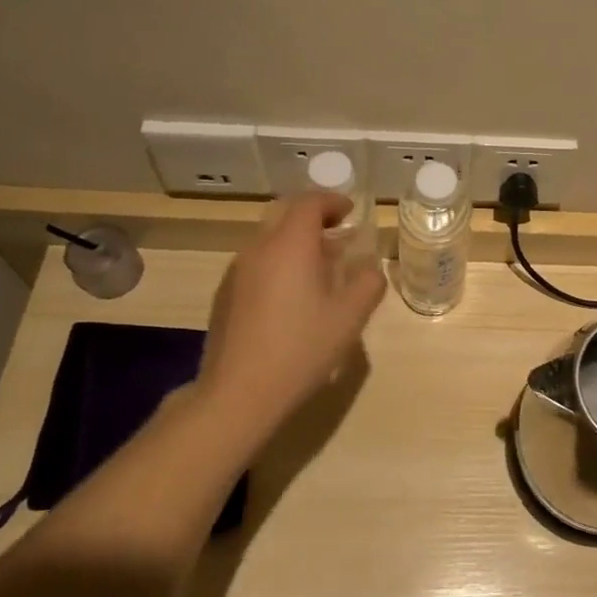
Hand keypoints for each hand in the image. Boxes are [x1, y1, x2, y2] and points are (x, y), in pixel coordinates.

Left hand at [198, 192, 386, 439]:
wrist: (238, 394)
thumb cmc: (301, 349)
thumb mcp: (349, 317)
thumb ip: (368, 284)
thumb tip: (371, 269)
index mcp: (290, 245)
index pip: (310, 202)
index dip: (333, 202)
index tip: (350, 213)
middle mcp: (259, 248)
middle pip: (286, 215)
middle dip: (314, 219)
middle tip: (337, 237)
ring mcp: (236, 272)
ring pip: (269, 240)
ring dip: (295, 243)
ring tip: (319, 269)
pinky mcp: (224, 295)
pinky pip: (256, 263)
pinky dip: (278, 263)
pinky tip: (291, 298)